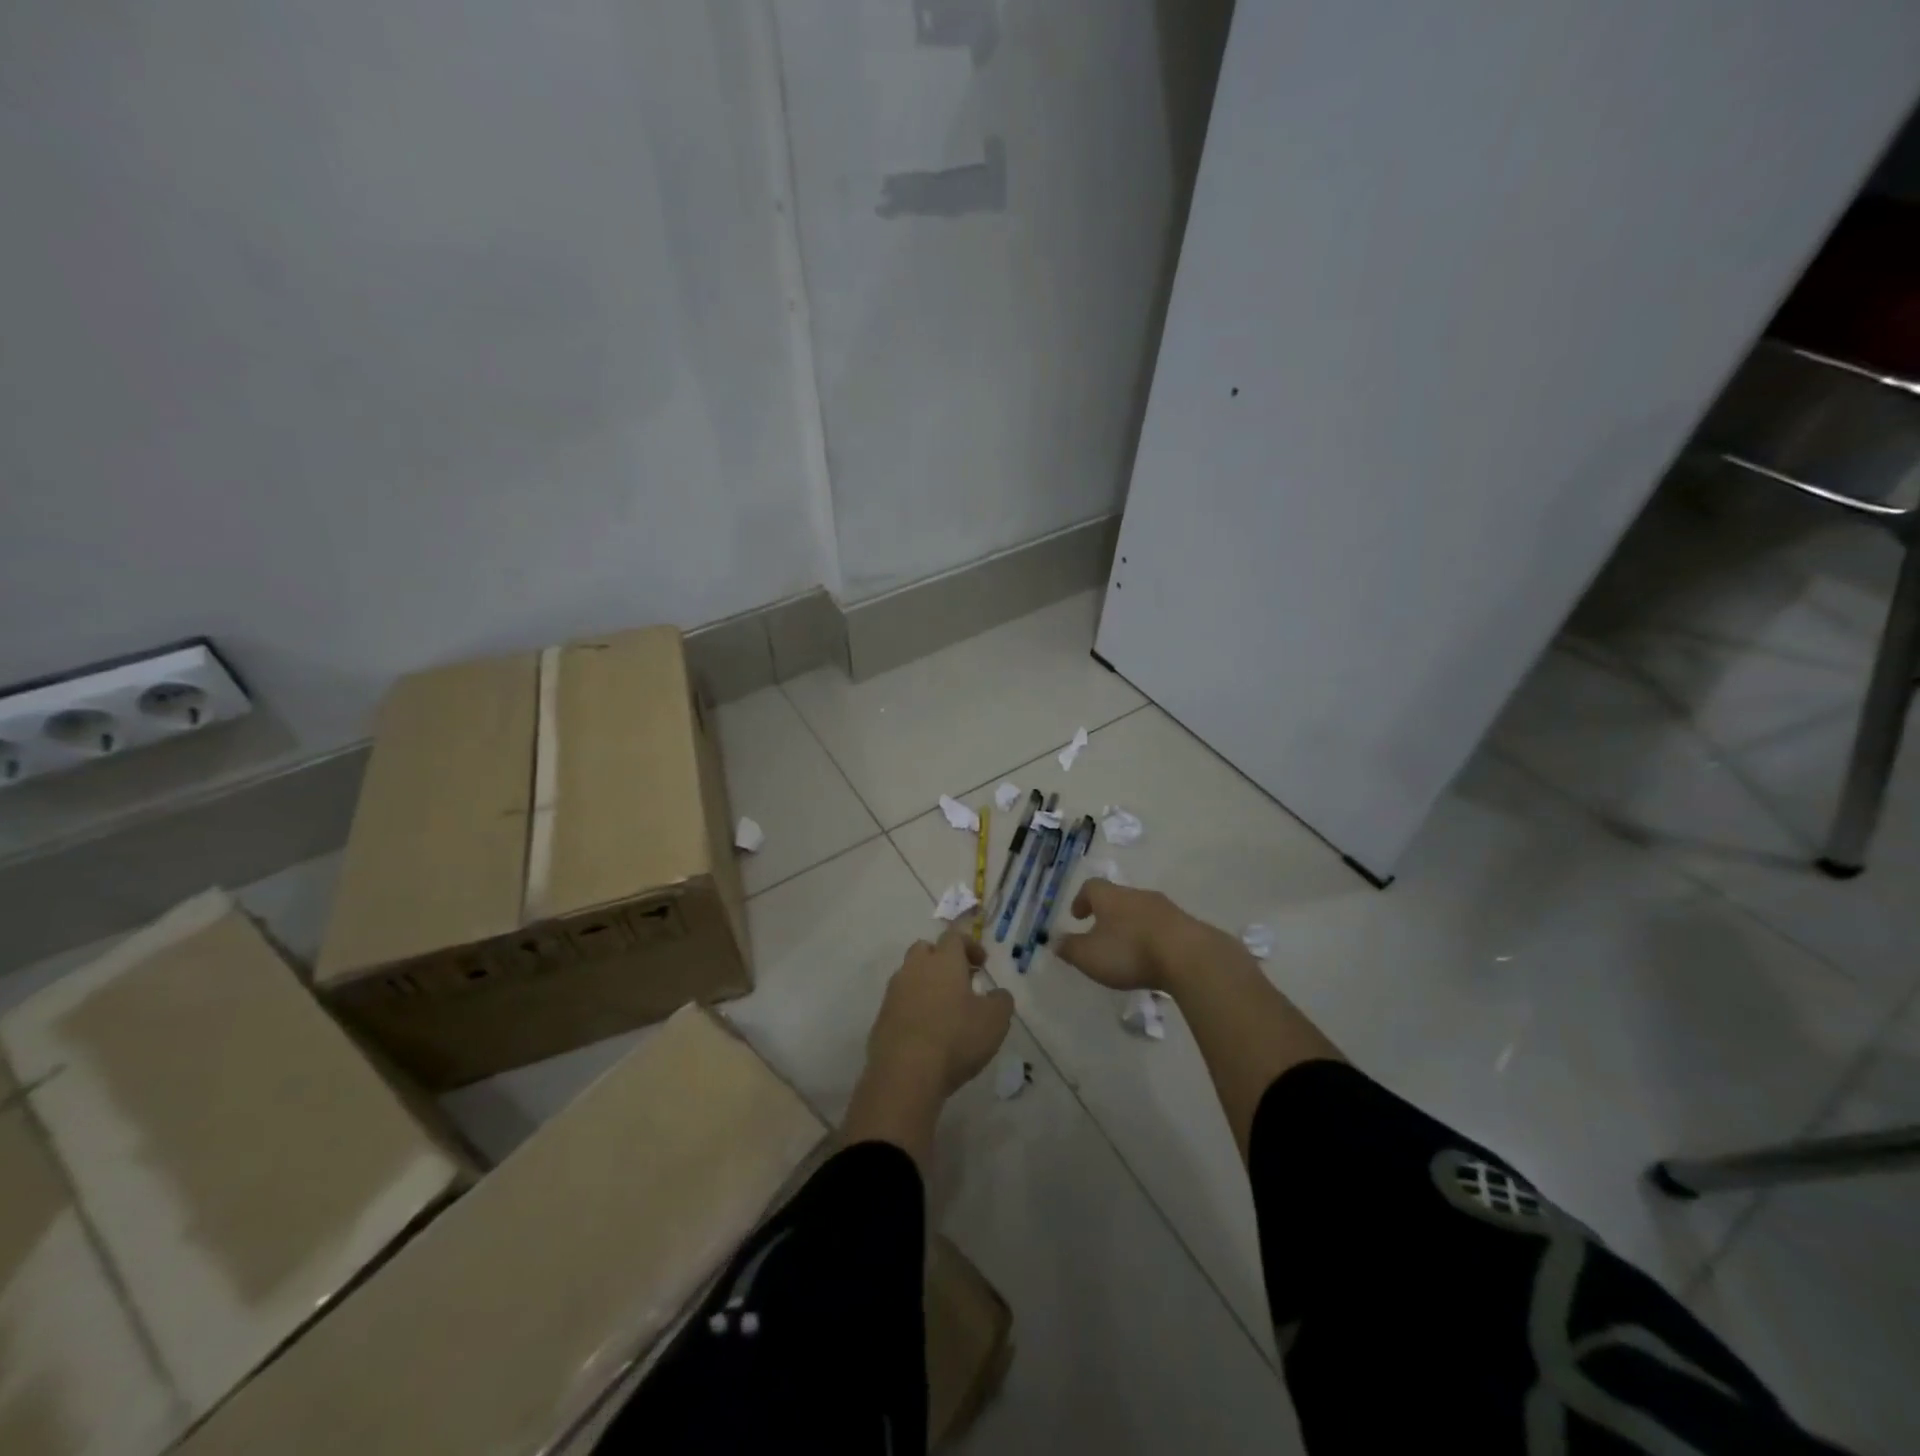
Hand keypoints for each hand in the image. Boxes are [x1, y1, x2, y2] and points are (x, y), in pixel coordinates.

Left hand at [867, 930, 1013, 1095]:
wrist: (905, 1073)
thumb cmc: (956, 1038)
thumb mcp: (995, 1020)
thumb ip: (1001, 1000)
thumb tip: (997, 994)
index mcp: (943, 961)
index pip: (953, 937)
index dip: (969, 945)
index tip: (981, 963)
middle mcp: (915, 968)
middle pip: (925, 950)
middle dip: (942, 959)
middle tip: (960, 981)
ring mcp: (894, 992)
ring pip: (910, 975)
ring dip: (926, 984)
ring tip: (944, 1009)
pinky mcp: (881, 1017)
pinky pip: (900, 1002)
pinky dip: (913, 1008)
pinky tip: (926, 1031)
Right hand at [1052, 878, 1220, 992]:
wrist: (1189, 956)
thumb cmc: (1130, 951)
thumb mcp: (1090, 956)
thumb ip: (1070, 949)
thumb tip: (1054, 940)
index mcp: (1110, 896)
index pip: (1091, 887)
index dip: (1081, 900)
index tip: (1077, 916)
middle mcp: (1137, 895)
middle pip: (1118, 897)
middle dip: (1108, 913)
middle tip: (1101, 932)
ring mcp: (1165, 908)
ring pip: (1141, 911)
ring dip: (1132, 925)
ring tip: (1128, 949)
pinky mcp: (1186, 925)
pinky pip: (1162, 926)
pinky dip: (1153, 937)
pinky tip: (1153, 957)